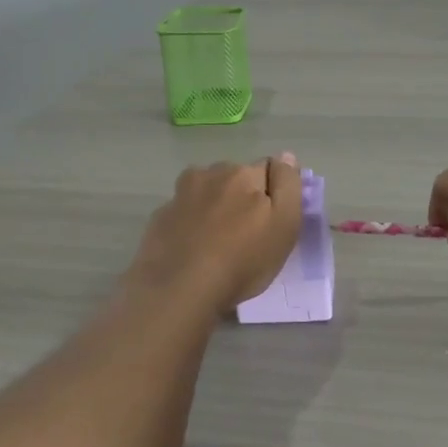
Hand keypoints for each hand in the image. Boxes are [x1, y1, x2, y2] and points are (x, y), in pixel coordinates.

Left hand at [128, 153, 302, 310]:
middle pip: (235, 178)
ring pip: (206, 191)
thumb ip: (288, 185)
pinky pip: (183, 212)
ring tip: (216, 240)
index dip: (273, 193)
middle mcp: (210, 174)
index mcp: (244, 173)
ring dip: (213, 205)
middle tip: (246, 234)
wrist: (178, 290)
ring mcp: (180, 195)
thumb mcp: (284, 224)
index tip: (272, 220)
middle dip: (241, 196)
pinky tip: (192, 248)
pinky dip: (190, 223)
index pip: (269, 169)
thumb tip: (285, 156)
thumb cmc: (242, 260)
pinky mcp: (159, 217)